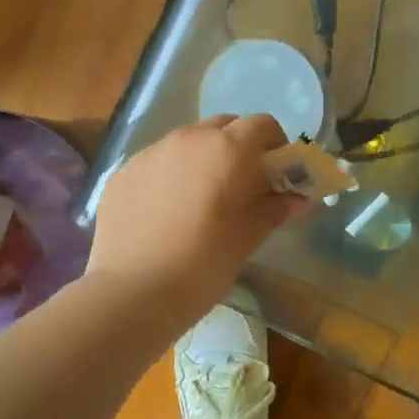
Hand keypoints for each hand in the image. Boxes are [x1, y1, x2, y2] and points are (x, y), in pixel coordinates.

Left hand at [88, 115, 306, 330]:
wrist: (130, 293)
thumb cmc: (200, 266)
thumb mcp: (245, 240)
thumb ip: (273, 211)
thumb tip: (295, 199)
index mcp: (226, 150)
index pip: (262, 125)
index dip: (275, 145)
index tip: (277, 174)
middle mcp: (187, 139)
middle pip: (223, 126)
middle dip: (239, 148)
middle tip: (243, 186)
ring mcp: (150, 153)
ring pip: (187, 142)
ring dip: (203, 159)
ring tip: (202, 201)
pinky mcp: (123, 173)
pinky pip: (157, 162)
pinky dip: (171, 175)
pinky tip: (166, 213)